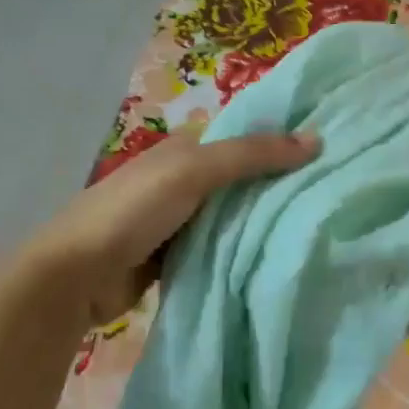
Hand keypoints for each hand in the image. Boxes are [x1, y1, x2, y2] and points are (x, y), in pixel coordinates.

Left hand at [30, 124, 318, 328]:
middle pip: (241, 175)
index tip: (325, 147)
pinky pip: (220, 245)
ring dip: (263, 217)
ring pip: (233, 212)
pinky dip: (242, 248)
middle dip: (278, 180)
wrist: (76, 275)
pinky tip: (277, 253)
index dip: (279, 137)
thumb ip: (251, 154)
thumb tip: (316, 140)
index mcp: (185, 147)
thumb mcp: (194, 171)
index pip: (242, 134)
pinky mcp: (177, 255)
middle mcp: (184, 177)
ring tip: (316, 221)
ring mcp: (180, 218)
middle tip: (331, 189)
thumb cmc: (134, 210)